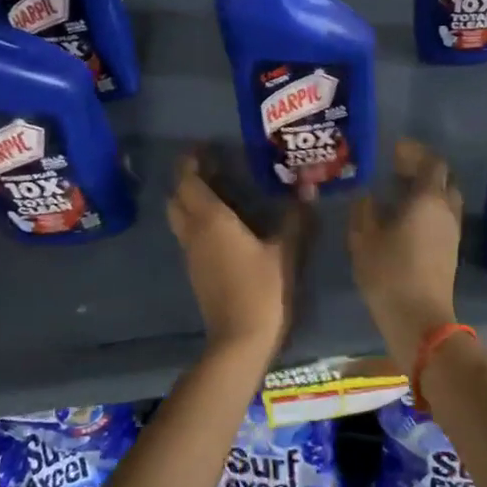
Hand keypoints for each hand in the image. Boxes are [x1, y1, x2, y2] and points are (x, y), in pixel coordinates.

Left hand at [167, 150, 302, 358]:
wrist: (240, 339)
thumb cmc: (263, 289)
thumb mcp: (285, 251)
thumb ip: (295, 219)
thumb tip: (308, 190)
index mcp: (211, 220)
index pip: (189, 181)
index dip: (191, 162)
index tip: (204, 148)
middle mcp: (194, 232)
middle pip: (177, 198)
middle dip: (188, 180)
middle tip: (213, 169)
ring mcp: (191, 254)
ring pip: (180, 218)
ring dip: (192, 201)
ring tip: (221, 192)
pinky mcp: (196, 271)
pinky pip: (189, 235)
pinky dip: (198, 221)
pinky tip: (225, 225)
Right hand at [349, 139, 463, 372]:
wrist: (420, 319)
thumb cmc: (389, 273)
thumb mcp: (364, 239)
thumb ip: (364, 211)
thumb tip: (367, 196)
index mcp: (428, 199)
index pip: (431, 163)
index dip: (414, 153)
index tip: (394, 150)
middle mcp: (446, 210)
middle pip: (443, 179)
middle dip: (423, 169)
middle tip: (397, 168)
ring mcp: (452, 232)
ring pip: (445, 199)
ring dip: (427, 190)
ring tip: (400, 192)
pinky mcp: (451, 251)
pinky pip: (443, 217)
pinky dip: (428, 209)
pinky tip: (406, 218)